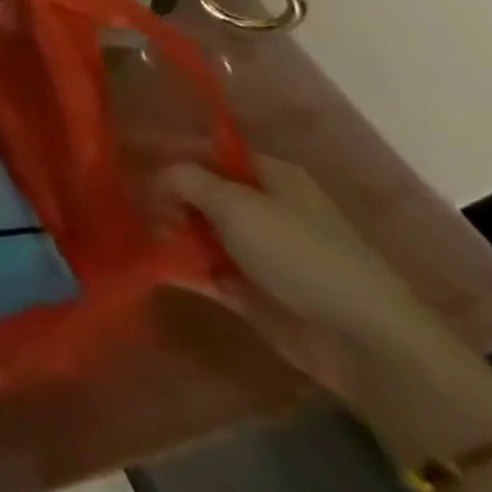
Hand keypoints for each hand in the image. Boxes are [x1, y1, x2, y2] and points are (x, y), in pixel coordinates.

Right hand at [162, 157, 437, 386]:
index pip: (209, 151)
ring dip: (169, 234)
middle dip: (166, 198)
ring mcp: (258, 252)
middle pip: (200, 193)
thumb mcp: (233, 202)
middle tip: (141, 209)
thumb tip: (156, 177)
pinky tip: (151, 266)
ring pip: (198, 232)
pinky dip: (180, 268)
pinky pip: (204, 270)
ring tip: (145, 239)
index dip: (170, 152)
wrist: (361, 340)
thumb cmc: (298, 252)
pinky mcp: (251, 290)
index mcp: (270, 176)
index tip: (130, 160)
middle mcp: (264, 208)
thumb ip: (184, 179)